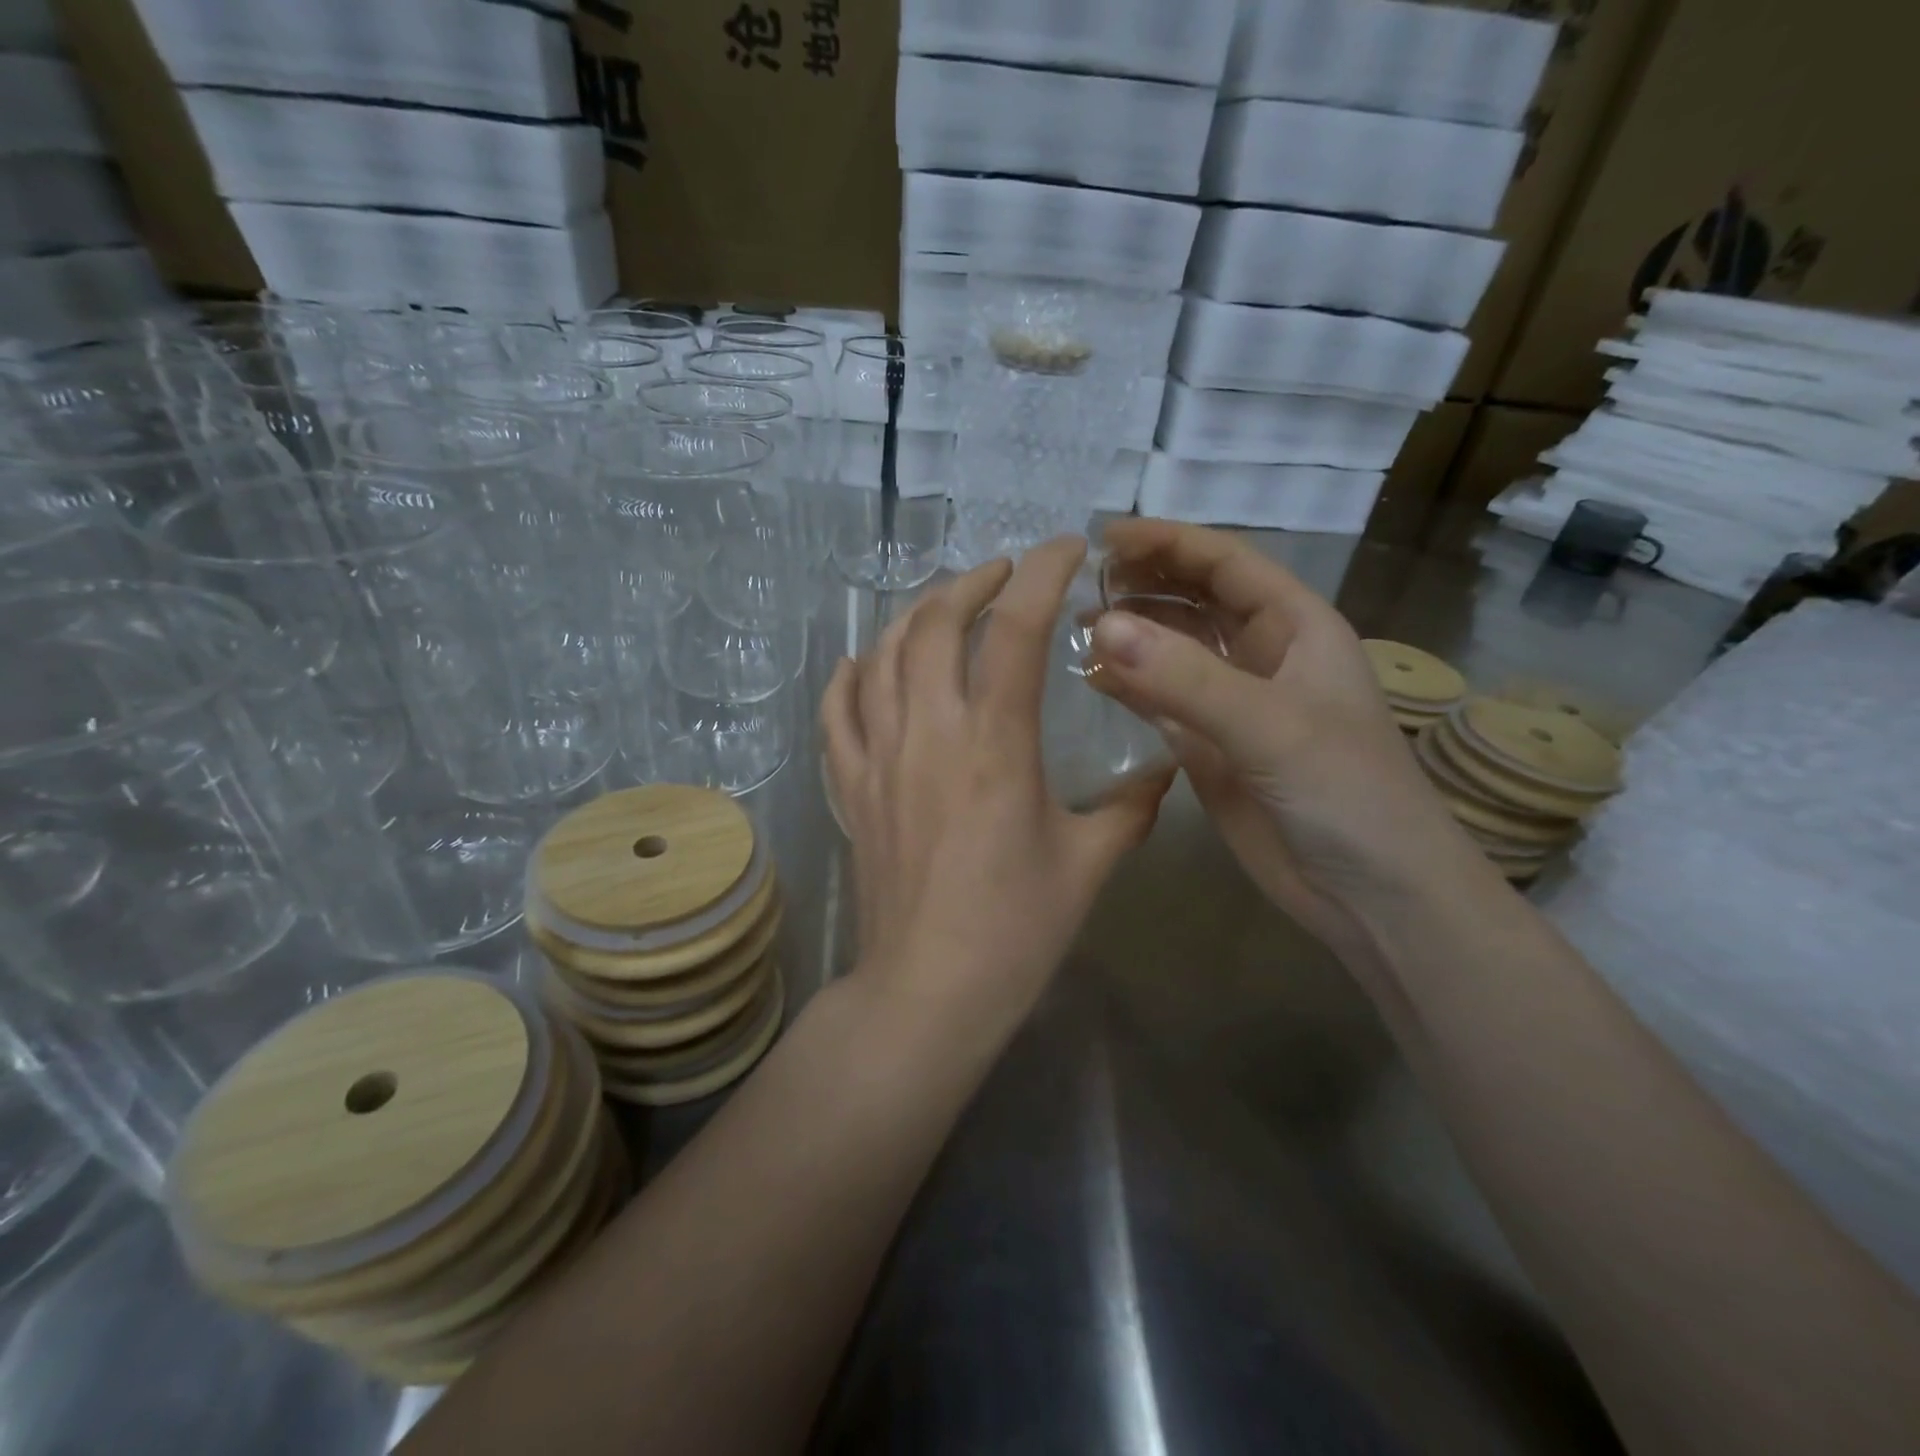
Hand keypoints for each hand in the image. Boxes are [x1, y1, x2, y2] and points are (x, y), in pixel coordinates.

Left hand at [821, 537, 1171, 1038]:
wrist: (929, 989)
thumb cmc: (1016, 929)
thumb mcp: (1089, 863)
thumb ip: (1132, 807)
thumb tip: (1166, 773)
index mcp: (997, 745)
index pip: (1016, 629)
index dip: (1042, 573)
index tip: (1064, 548)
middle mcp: (930, 734)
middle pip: (935, 622)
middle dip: (972, 582)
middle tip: (1003, 575)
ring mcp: (878, 757)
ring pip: (882, 655)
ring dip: (914, 615)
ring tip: (945, 607)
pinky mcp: (850, 788)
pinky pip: (837, 711)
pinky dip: (851, 674)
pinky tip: (866, 663)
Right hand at [1087, 519, 1487, 966]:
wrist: (1373, 895)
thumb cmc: (1346, 795)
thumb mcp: (1270, 727)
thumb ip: (1186, 678)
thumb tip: (1102, 627)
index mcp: (1295, 628)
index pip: (1226, 563)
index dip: (1168, 542)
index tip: (1104, 537)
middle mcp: (1262, 656)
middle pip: (1195, 599)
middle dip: (1145, 583)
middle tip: (1083, 583)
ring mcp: (1233, 705)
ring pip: (1173, 650)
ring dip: (1132, 634)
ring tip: (1077, 625)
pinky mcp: (1210, 749)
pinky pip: (1160, 703)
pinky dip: (1127, 687)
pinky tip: (1091, 678)